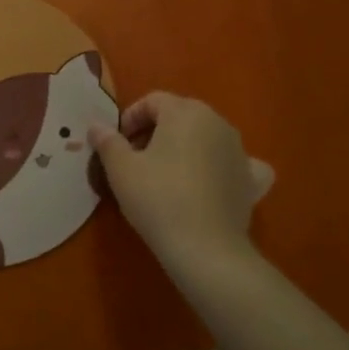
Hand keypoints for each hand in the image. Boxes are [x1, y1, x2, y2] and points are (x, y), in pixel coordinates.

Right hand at [89, 92, 274, 283]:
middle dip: (156, 131)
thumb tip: (96, 126)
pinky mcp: (252, 181)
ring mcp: (240, 151)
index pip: (153, 101)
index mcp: (185, 112)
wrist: (204, 248)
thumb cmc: (157, 198)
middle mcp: (218, 123)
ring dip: (185, 147)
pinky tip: (213, 182)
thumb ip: (107, 141)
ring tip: (165, 174)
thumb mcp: (120, 168)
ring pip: (206, 138)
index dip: (130, 118)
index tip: (116, 143)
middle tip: (135, 158)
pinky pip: (236, 164)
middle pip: (181, 116)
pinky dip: (222, 167)